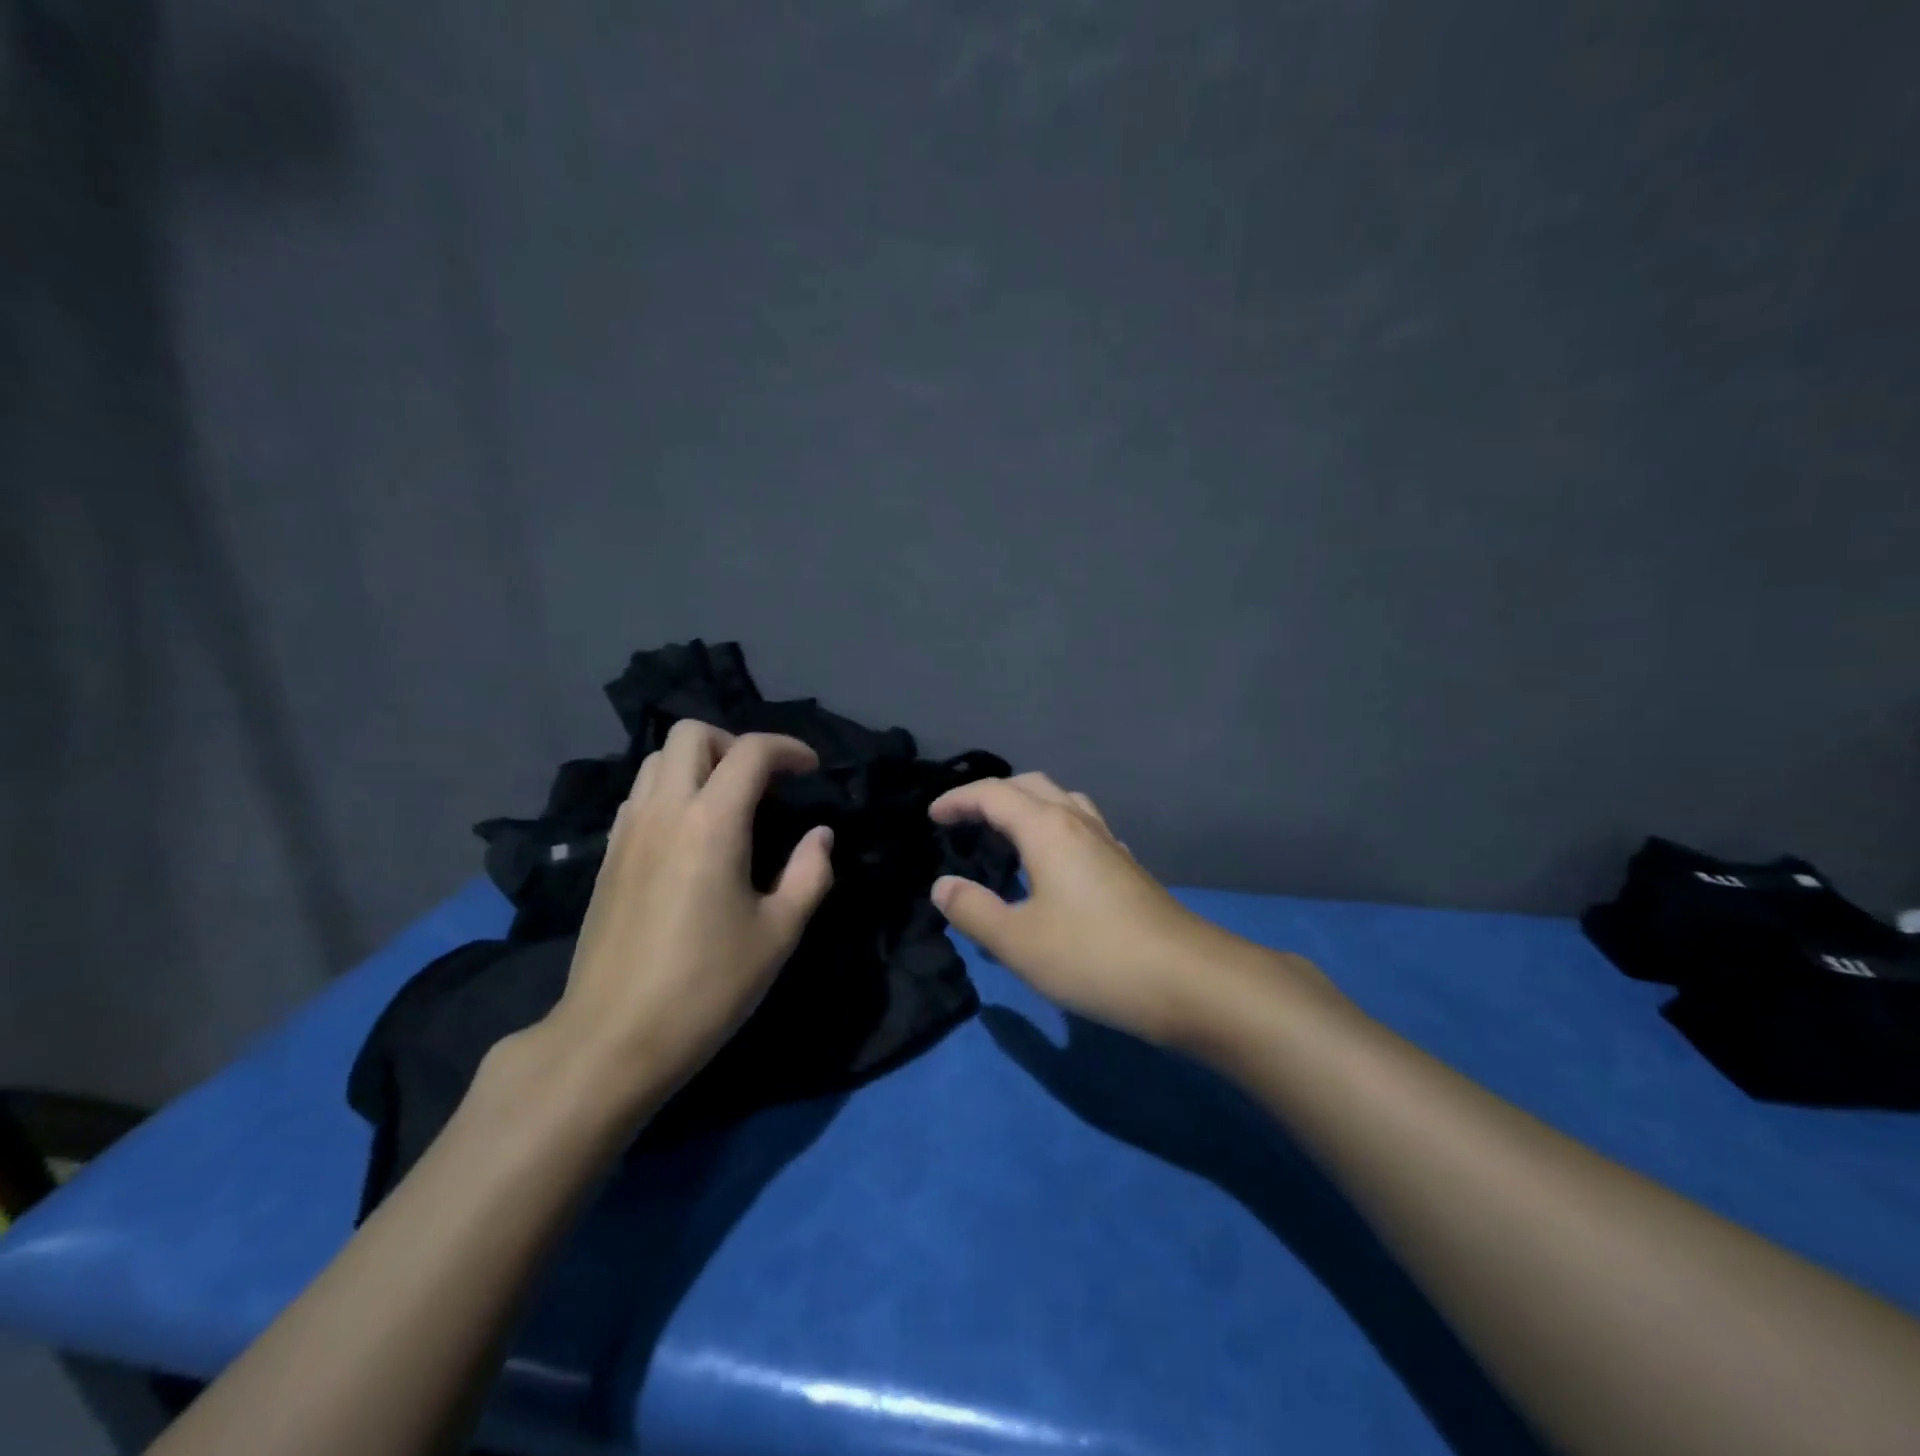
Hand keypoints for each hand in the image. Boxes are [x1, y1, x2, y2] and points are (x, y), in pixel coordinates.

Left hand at [544, 721, 835, 1107]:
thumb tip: (819, 836)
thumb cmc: (707, 986)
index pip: (751, 751)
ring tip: (728, 804)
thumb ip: (810, 874)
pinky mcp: (608, 856)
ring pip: (658, 760)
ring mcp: (628, 831)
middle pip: (691, 734)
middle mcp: (664, 811)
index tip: (810, 771)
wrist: (612, 1038)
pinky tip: (690, 834)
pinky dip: (670, 790)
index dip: (789, 749)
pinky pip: (639, 794)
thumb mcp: (779, 933)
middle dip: (734, 743)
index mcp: (712, 823)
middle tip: (763, 783)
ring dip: (699, 763)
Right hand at [928, 773, 1336, 1045]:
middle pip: (1031, 786)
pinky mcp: (1128, 868)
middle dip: (992, 794)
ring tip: (1006, 833)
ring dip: (1028, 806)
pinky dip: (1055, 829)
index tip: (932, 817)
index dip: (958, 799)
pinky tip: (1056, 864)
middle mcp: (1079, 823)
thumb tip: (943, 886)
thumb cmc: (1094, 956)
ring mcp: (1109, 843)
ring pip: (1063, 802)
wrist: (1189, 980)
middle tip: (964, 819)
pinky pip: (1083, 828)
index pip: (993, 795)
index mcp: (1048, 829)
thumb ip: (973, 910)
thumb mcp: (1018, 941)